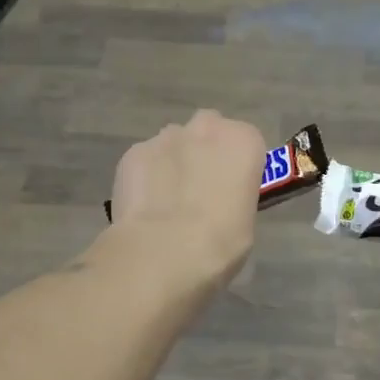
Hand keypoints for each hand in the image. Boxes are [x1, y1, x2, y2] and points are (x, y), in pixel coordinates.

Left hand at [108, 110, 266, 292]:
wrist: (165, 252)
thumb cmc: (220, 242)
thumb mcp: (245, 220)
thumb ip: (234, 195)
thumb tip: (218, 201)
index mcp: (243, 141)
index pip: (246, 142)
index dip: (237, 165)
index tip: (231, 188)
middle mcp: (206, 127)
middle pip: (207, 131)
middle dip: (203, 152)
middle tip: (199, 189)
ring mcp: (164, 137)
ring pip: (172, 144)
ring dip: (172, 163)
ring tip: (165, 201)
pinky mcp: (133, 153)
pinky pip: (144, 161)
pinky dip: (145, 177)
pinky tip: (143, 207)